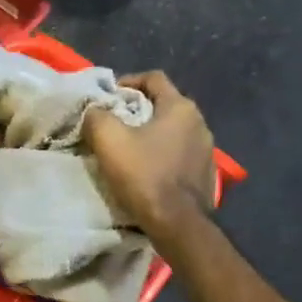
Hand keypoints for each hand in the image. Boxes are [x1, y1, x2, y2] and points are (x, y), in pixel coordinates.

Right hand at [83, 72, 216, 249]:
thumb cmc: (144, 175)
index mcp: (180, 107)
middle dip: (137, 110)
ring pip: (172, 131)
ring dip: (150, 134)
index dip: (127, 81)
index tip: (108, 97)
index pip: (153, 78)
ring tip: (127, 148)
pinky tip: (146, 170)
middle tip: (113, 123)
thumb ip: (97, 116)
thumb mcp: (108, 139)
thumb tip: (95, 111)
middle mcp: (200, 123)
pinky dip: (161, 154)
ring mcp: (207, 150)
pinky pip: (179, 154)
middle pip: (163, 104)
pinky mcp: (206, 174)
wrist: (177, 224)